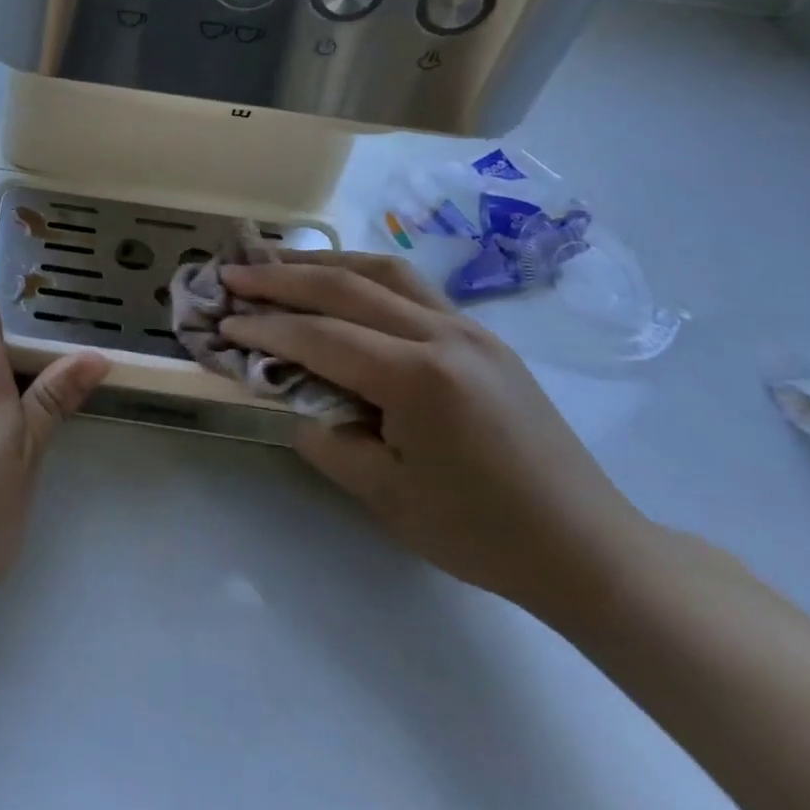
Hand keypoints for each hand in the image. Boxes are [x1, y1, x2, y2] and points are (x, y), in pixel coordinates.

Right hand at [220, 252, 651, 616]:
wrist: (587, 547)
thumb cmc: (481, 533)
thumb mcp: (385, 496)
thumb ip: (326, 436)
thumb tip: (293, 395)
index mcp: (419, 379)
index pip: (320, 337)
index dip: (265, 328)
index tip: (222, 322)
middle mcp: (443, 336)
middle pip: (345, 286)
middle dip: (280, 277)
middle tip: (232, 272)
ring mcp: (468, 328)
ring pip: (381, 270)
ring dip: (322, 262)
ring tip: (277, 262)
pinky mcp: (481, 335)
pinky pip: (410, 287)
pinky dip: (361, 275)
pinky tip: (339, 284)